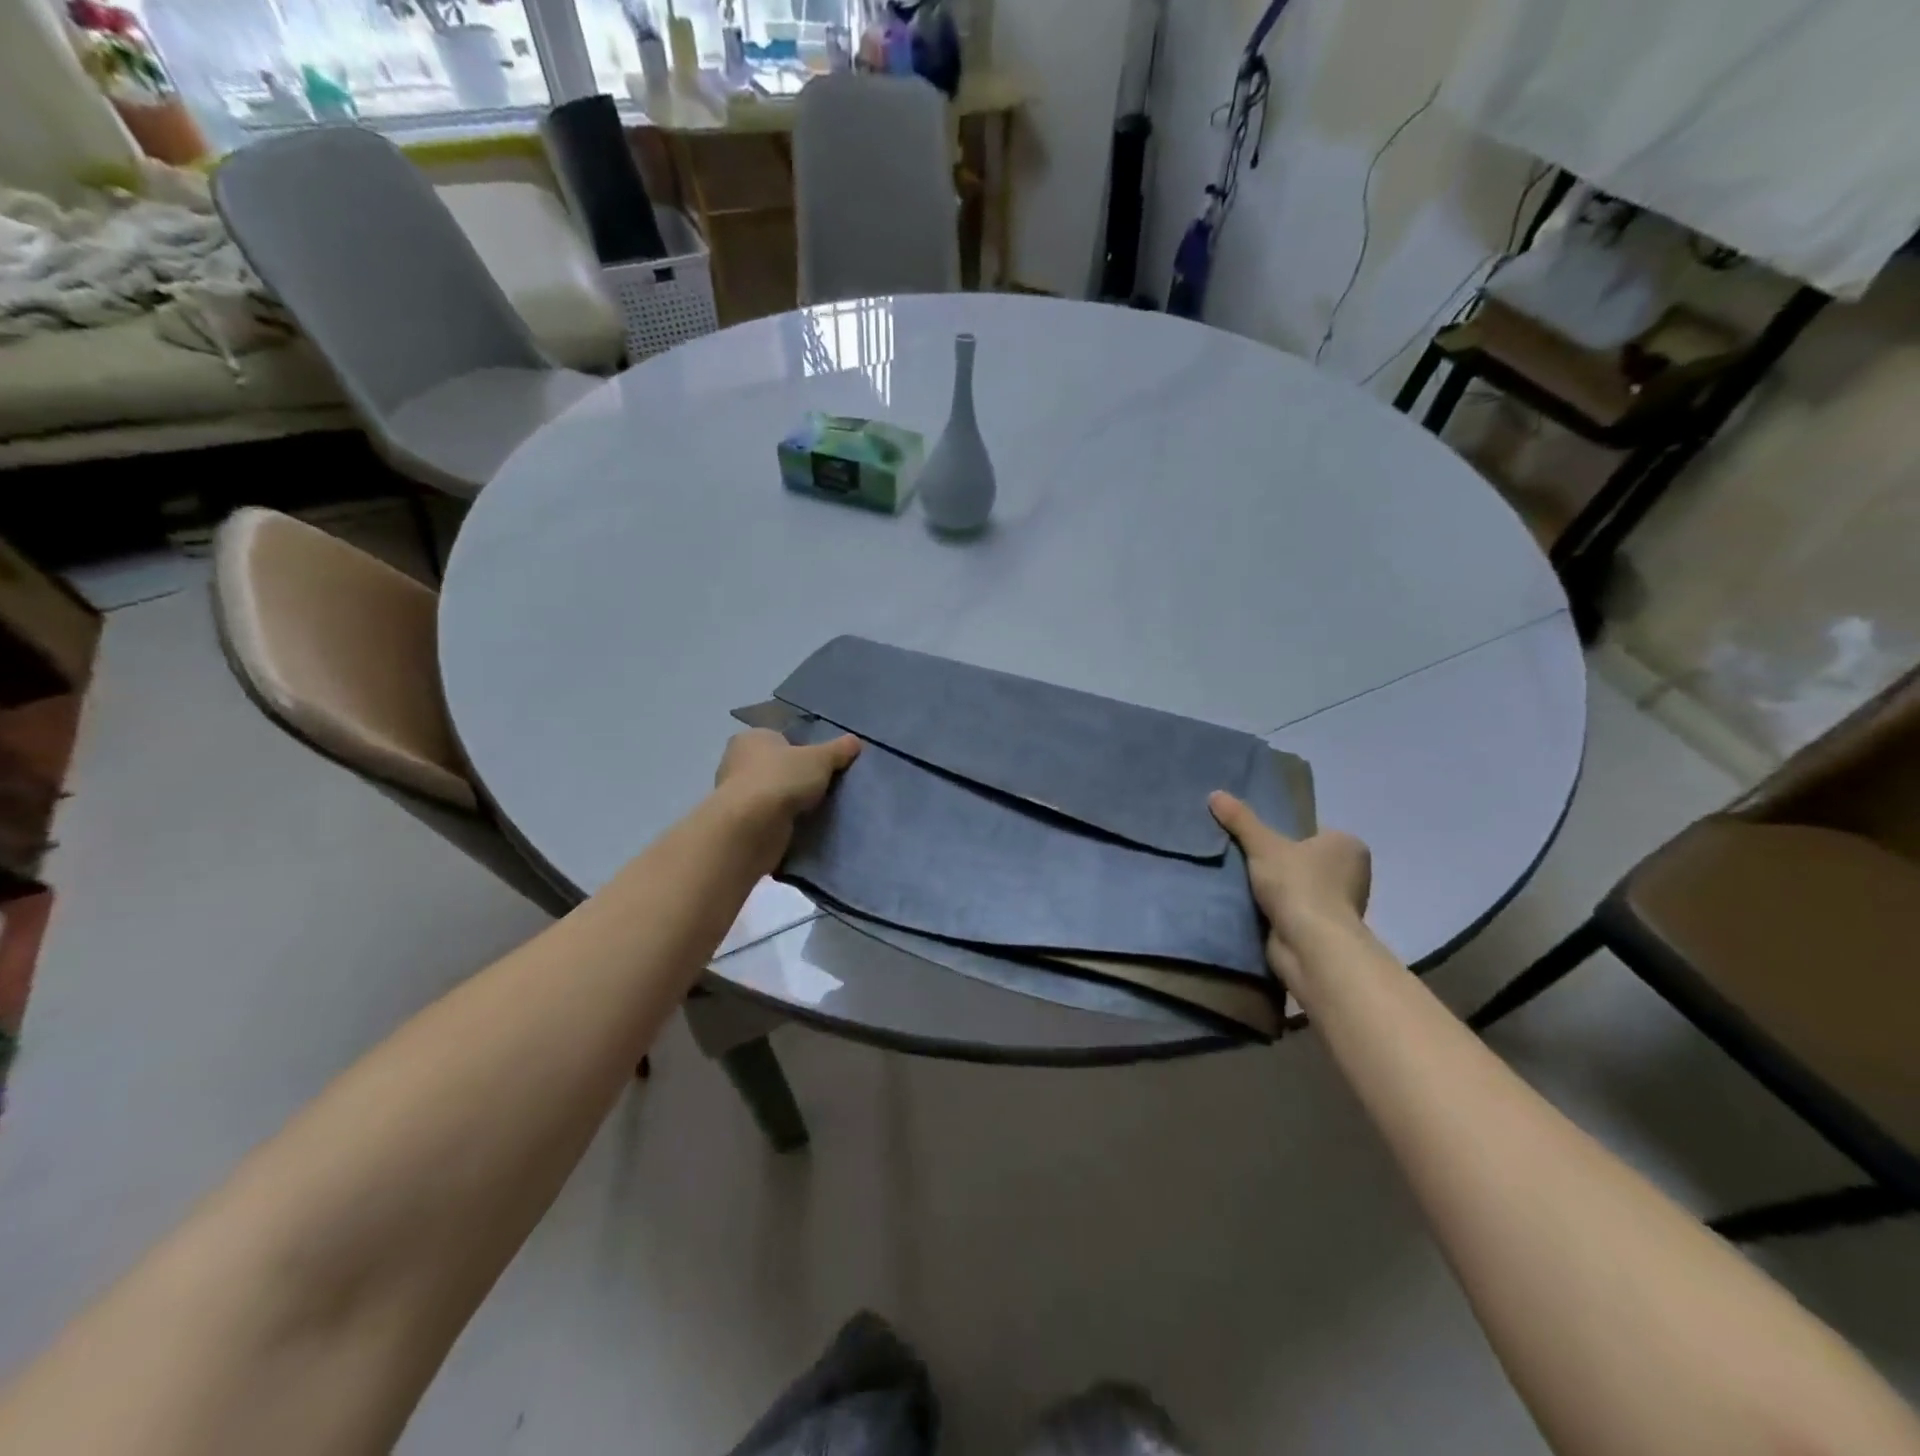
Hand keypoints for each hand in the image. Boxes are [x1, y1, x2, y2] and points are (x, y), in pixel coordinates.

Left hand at [713, 729, 860, 873]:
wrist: (751, 827)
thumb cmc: (782, 779)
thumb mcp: (820, 759)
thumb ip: (838, 750)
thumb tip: (855, 741)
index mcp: (752, 738)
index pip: (780, 740)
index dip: (802, 751)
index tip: (821, 766)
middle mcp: (737, 762)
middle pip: (776, 767)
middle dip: (795, 778)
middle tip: (822, 788)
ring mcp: (735, 795)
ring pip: (772, 794)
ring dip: (788, 803)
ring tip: (815, 811)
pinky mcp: (739, 823)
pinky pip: (767, 819)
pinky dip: (781, 823)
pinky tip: (800, 829)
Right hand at [1209, 791, 1370, 986]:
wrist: (1310, 945)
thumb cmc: (1298, 885)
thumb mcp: (1263, 845)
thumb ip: (1241, 820)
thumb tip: (1215, 794)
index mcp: (1349, 846)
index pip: (1311, 832)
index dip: (1284, 836)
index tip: (1257, 842)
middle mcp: (1353, 874)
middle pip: (1305, 861)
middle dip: (1280, 864)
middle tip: (1245, 860)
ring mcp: (1342, 905)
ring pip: (1301, 888)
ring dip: (1278, 891)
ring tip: (1244, 885)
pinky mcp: (1327, 932)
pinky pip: (1297, 913)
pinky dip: (1280, 912)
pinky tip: (1255, 908)